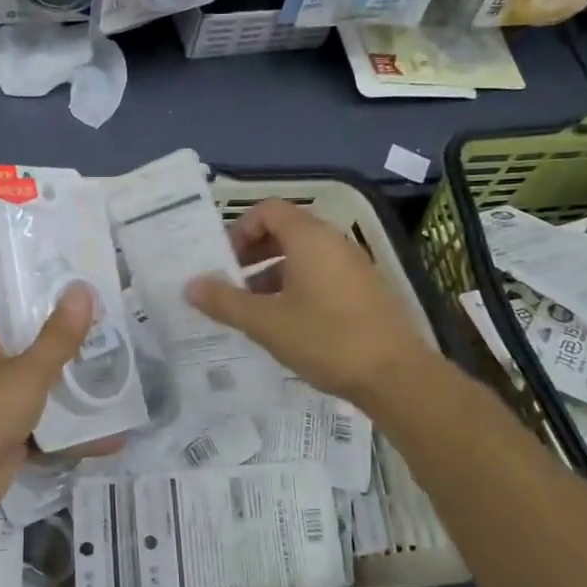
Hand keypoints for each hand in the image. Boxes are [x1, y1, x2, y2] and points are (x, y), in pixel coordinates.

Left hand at [0, 256, 95, 518]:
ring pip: (33, 371)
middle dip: (51, 311)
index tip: (37, 245)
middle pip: (13, 320)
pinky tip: (112, 429)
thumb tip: (84, 289)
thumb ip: (57, 337)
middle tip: (95, 297)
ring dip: (67, 368)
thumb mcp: (25, 372)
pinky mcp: (5, 430)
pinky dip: (74, 428)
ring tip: (111, 353)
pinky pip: (44, 421)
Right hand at [185, 198, 430, 407]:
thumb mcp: (265, 322)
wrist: (396, 376)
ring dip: (272, 273)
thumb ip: (224, 301)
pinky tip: (285, 323)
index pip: (268, 210)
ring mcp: (353, 266)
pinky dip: (296, 286)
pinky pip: (322, 274)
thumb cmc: (325, 339)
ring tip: (252, 309)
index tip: (223, 262)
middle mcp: (334, 242)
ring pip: (303, 256)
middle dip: (252, 253)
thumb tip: (190, 285)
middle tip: (230, 283)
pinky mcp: (365, 290)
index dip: (240, 230)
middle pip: (285, 231)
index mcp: (309, 238)